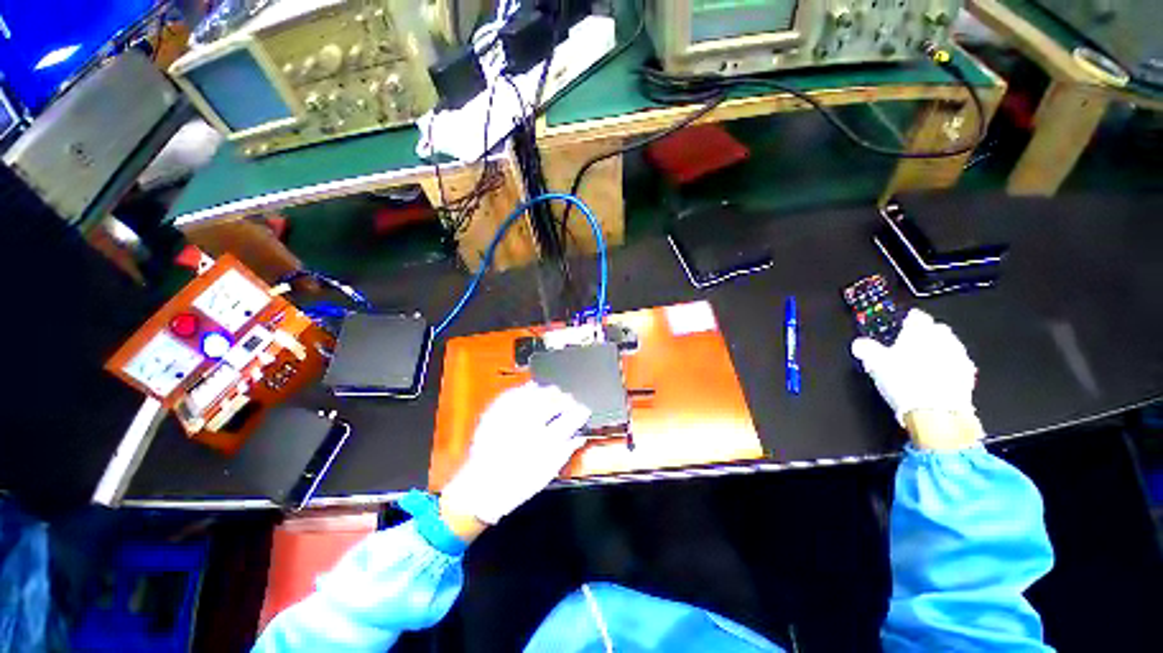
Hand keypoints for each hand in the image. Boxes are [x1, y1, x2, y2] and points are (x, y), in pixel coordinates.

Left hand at [439, 382, 590, 524]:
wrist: (481, 489)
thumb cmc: (517, 485)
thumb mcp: (546, 473)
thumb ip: (565, 451)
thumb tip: (580, 436)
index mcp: (544, 441)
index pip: (569, 419)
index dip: (579, 412)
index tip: (584, 410)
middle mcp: (528, 426)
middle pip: (553, 403)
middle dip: (565, 399)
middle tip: (569, 399)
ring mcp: (510, 418)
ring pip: (534, 395)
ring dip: (547, 391)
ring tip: (553, 391)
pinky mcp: (495, 414)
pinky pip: (513, 394)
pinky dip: (524, 389)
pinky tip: (531, 387)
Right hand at [851, 309, 983, 449]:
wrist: (936, 412)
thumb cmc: (905, 381)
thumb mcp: (875, 363)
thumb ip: (867, 349)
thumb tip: (860, 344)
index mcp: (920, 330)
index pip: (916, 317)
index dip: (907, 321)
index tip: (901, 327)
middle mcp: (943, 339)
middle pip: (936, 330)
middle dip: (925, 336)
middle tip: (910, 347)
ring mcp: (959, 357)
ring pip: (948, 348)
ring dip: (938, 352)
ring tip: (922, 365)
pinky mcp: (968, 377)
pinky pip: (956, 366)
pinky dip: (947, 370)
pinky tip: (936, 380)